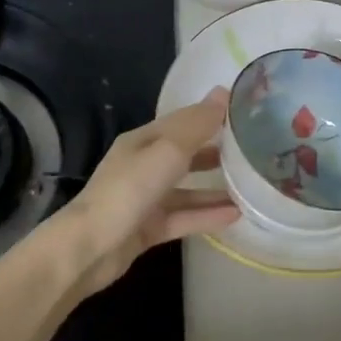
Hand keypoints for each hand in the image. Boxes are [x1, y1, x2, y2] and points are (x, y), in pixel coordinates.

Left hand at [49, 88, 237, 298]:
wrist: (89, 247)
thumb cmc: (129, 189)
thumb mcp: (167, 151)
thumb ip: (197, 125)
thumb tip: (223, 92)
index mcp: (143, 140)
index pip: (182, 121)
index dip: (210, 115)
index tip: (244, 114)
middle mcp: (143, 166)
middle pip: (183, 154)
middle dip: (214, 150)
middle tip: (251, 151)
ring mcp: (144, 199)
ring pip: (186, 189)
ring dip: (215, 188)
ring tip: (250, 188)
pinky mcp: (147, 228)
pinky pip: (183, 217)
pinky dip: (207, 215)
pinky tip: (235, 216)